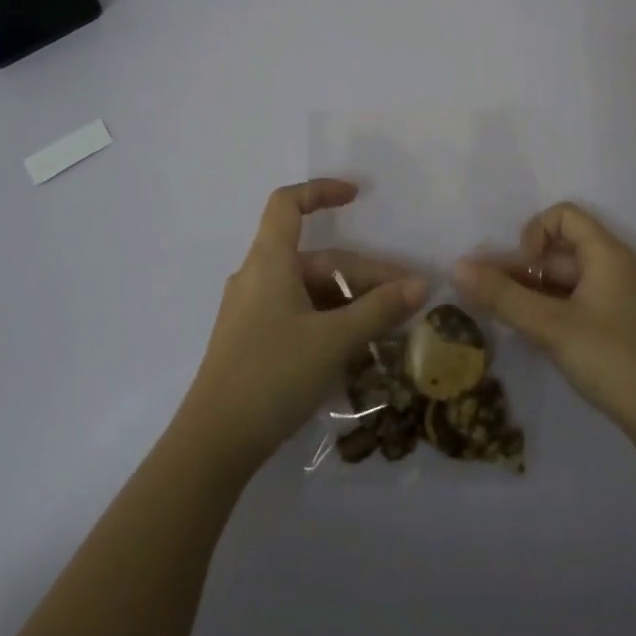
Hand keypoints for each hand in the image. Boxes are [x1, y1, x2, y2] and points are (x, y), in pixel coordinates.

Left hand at [180, 179, 428, 469]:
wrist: (214, 443)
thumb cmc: (273, 375)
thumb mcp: (334, 340)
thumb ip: (379, 310)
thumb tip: (421, 284)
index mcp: (269, 262)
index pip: (288, 204)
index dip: (321, 191)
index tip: (358, 196)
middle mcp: (257, 278)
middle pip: (317, 259)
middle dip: (364, 275)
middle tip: (407, 299)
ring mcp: (252, 311)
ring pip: (311, 291)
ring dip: (351, 302)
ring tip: (389, 328)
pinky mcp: (253, 341)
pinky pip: (299, 315)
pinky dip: (330, 321)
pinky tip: (357, 348)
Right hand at [453, 203, 635, 459]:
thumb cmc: (615, 361)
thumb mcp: (552, 327)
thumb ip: (503, 297)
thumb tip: (456, 267)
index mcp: (608, 255)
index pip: (564, 216)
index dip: (533, 234)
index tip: (520, 272)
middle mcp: (618, 268)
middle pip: (562, 251)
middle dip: (523, 270)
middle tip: (489, 299)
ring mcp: (624, 300)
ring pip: (569, 282)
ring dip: (535, 294)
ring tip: (505, 320)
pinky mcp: (624, 328)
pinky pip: (582, 304)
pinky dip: (555, 312)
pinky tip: (536, 338)